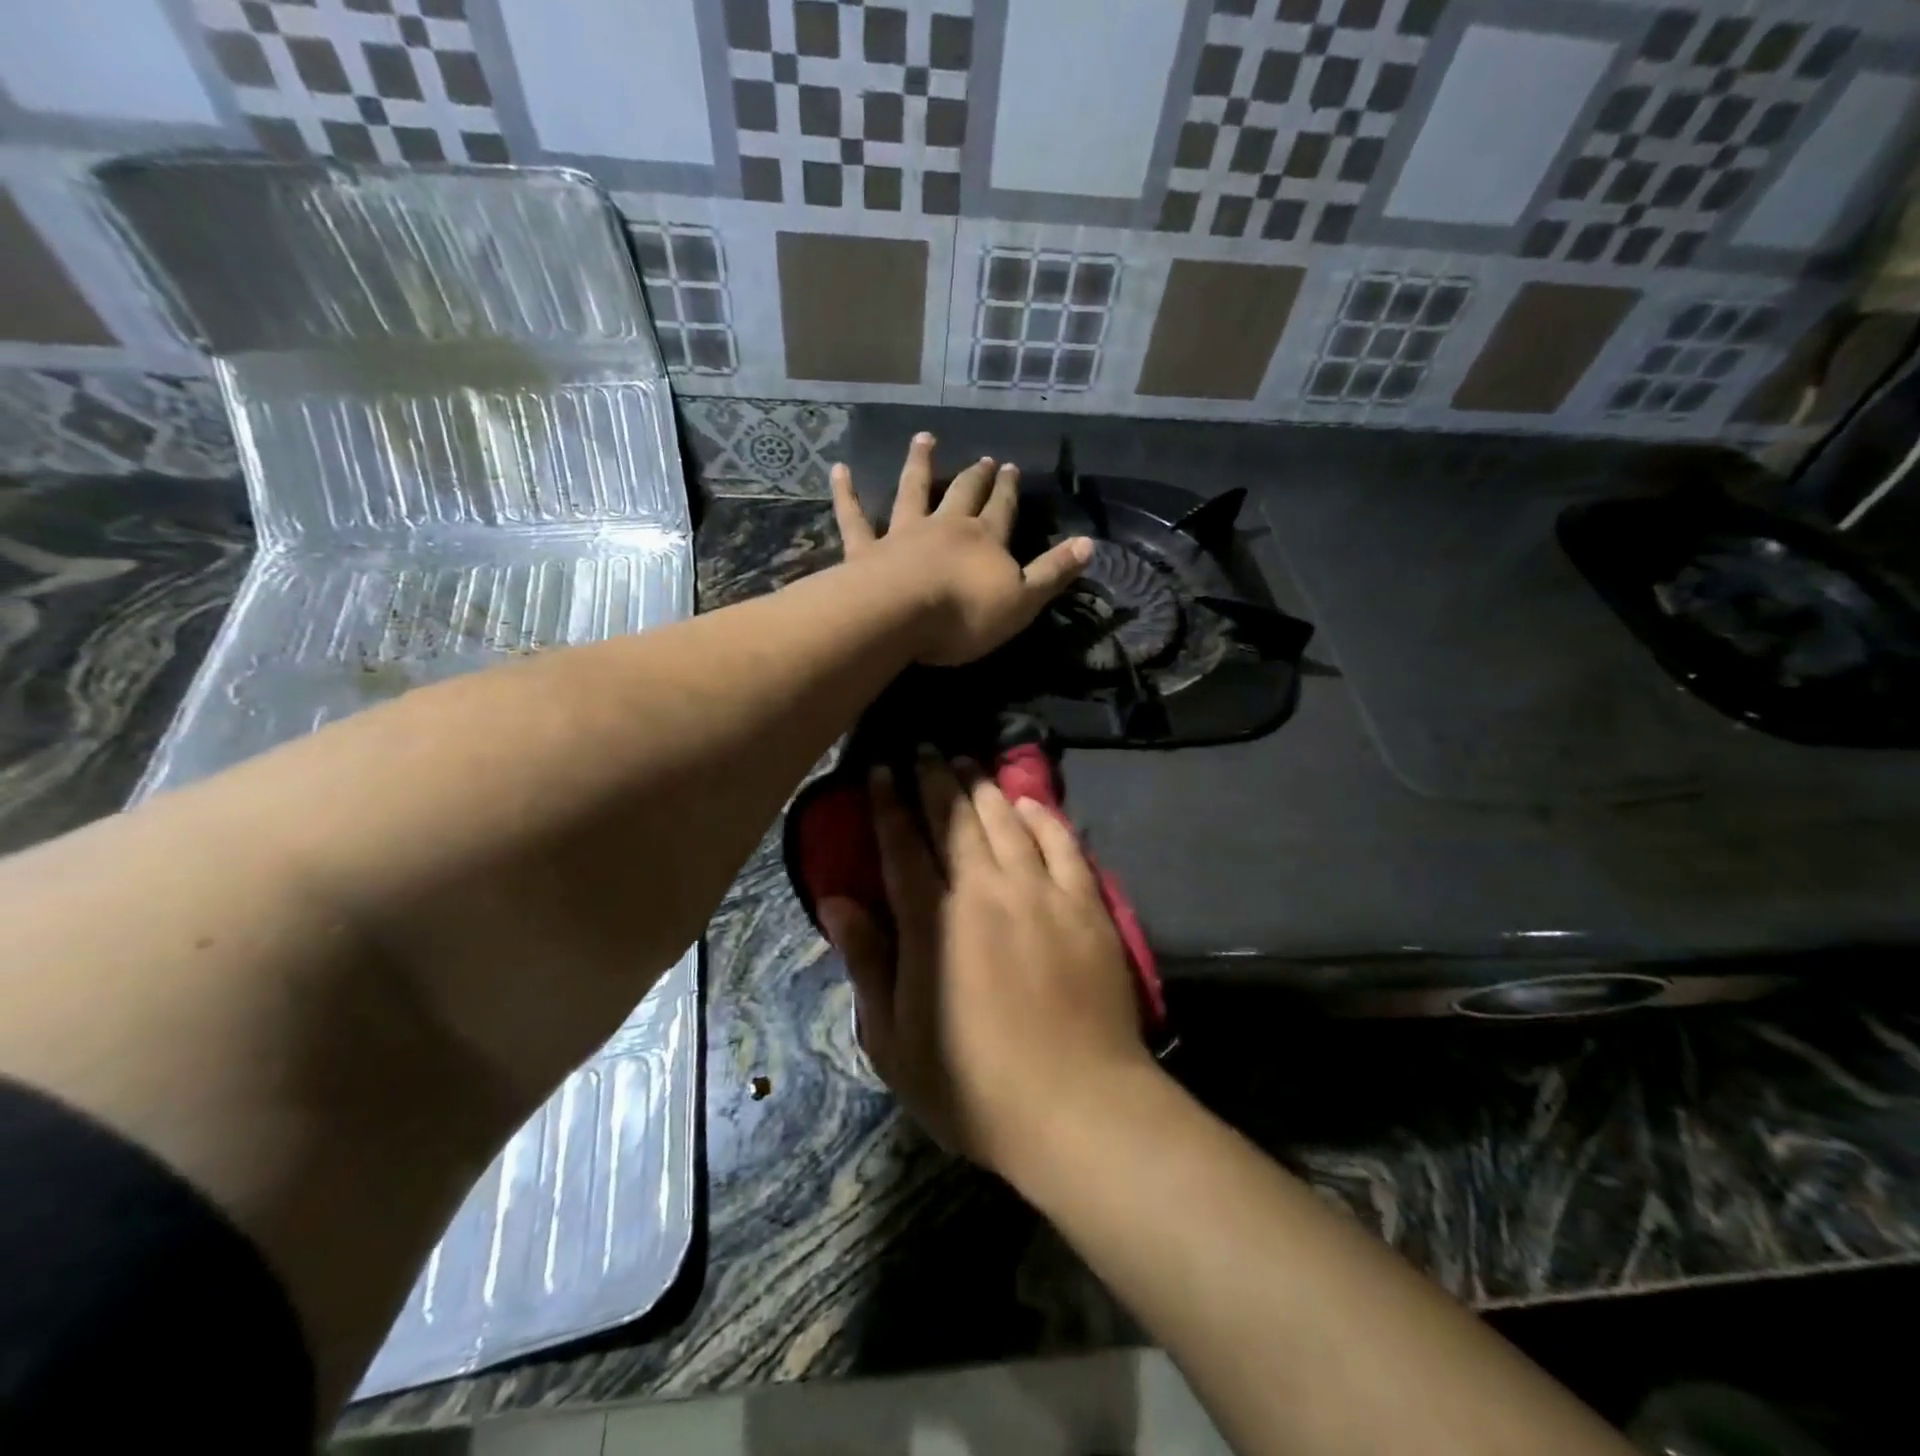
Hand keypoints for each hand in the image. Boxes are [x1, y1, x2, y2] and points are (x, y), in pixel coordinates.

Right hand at [818, 754, 1154, 1186]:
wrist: (1077, 1108)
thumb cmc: (973, 1086)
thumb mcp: (894, 1041)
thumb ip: (867, 962)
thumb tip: (836, 901)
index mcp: (933, 922)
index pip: (903, 845)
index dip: (889, 803)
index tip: (881, 770)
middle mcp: (986, 890)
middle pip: (955, 819)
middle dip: (935, 779)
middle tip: (924, 750)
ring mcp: (1042, 893)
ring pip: (1006, 821)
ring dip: (982, 787)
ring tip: (967, 762)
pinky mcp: (1086, 904)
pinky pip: (1063, 842)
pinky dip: (1042, 816)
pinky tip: (1028, 801)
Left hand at [832, 433, 1091, 666]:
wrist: (900, 616)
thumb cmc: (965, 615)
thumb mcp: (1023, 602)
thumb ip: (1052, 574)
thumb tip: (1088, 544)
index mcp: (984, 540)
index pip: (1002, 509)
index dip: (1008, 490)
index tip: (1011, 467)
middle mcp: (946, 527)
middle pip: (963, 494)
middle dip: (975, 477)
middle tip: (983, 457)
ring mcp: (903, 534)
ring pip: (913, 491)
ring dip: (920, 464)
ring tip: (923, 438)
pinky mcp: (866, 549)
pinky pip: (855, 517)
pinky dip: (847, 493)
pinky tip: (839, 470)